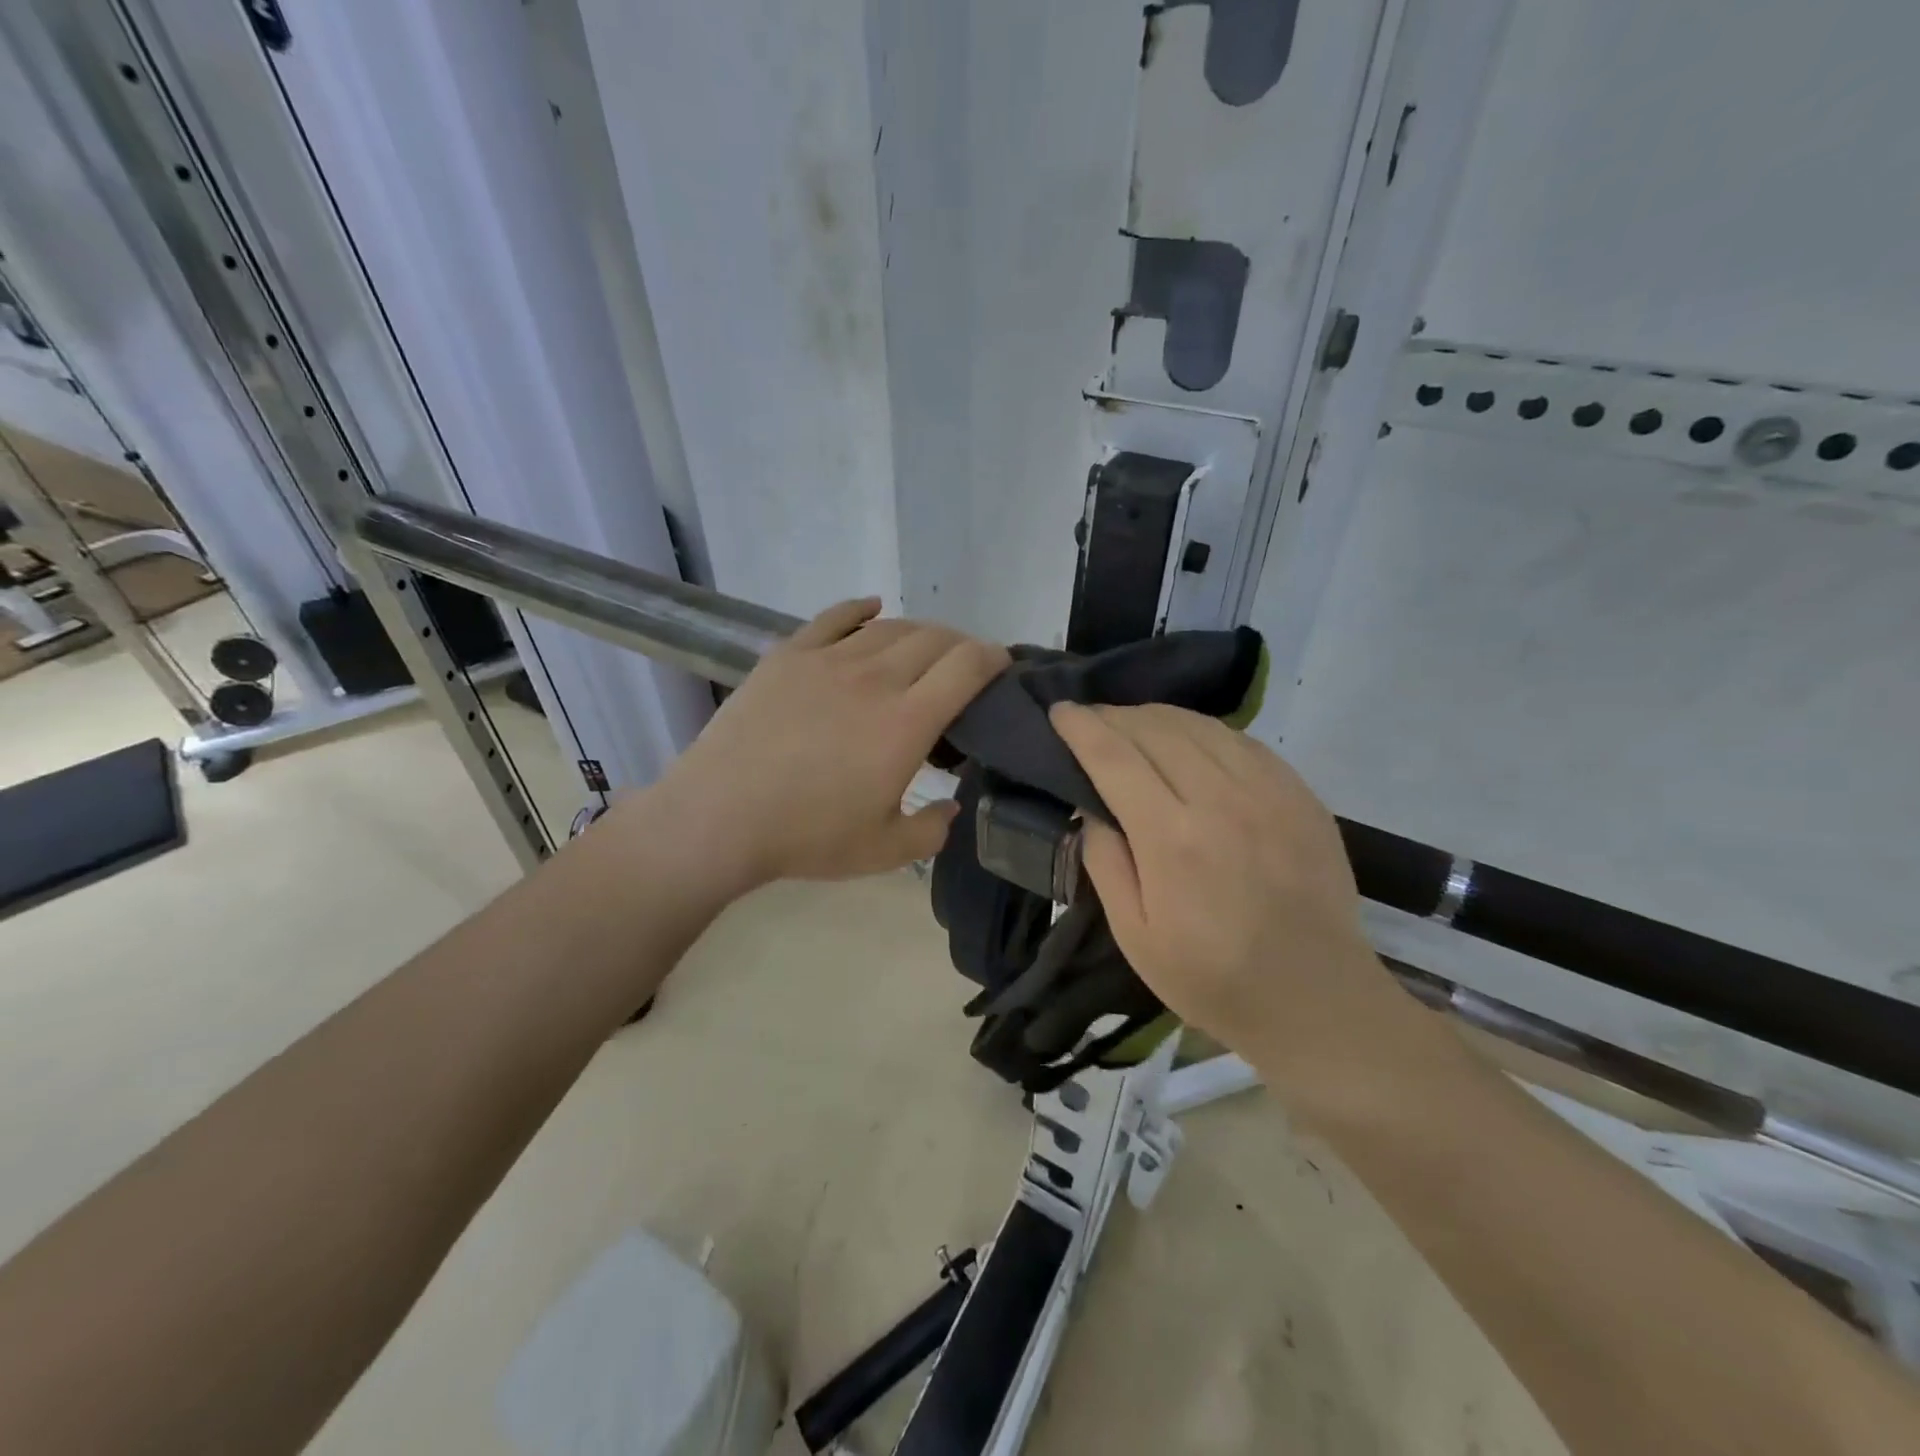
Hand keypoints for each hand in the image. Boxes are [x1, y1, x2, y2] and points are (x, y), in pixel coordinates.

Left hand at [650, 598, 1008, 892]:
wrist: (718, 817)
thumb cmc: (806, 837)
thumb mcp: (884, 851)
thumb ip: (932, 829)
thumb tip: (951, 806)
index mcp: (906, 723)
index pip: (967, 666)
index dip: (994, 658)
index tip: (1002, 666)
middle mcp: (875, 678)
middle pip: (934, 638)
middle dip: (961, 646)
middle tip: (963, 668)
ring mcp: (828, 660)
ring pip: (890, 627)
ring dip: (918, 632)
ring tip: (922, 650)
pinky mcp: (789, 655)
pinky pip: (834, 616)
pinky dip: (861, 608)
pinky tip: (872, 608)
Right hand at [1050, 702, 1398, 1072]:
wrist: (1315, 997)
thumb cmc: (1212, 977)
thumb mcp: (1134, 936)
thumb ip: (1105, 863)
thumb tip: (1092, 810)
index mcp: (1172, 838)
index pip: (1114, 758)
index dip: (1082, 728)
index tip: (1059, 711)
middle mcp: (1221, 799)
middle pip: (1155, 729)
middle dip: (1114, 716)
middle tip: (1092, 721)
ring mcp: (1268, 791)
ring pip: (1200, 726)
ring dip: (1157, 717)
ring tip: (1133, 725)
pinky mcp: (1300, 794)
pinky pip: (1241, 740)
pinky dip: (1203, 730)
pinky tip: (1189, 740)